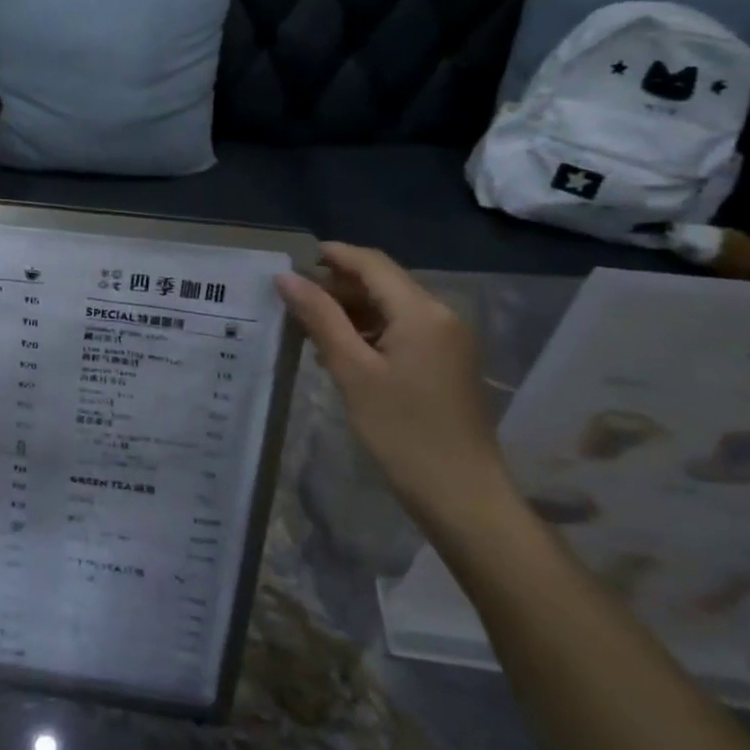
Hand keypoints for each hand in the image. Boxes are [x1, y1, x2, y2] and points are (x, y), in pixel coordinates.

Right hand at [277, 243, 512, 530]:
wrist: (462, 495)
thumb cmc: (402, 431)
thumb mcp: (352, 371)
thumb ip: (320, 318)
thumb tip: (286, 277)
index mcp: (422, 311)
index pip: (372, 264)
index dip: (332, 255)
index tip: (292, 259)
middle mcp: (441, 315)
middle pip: (382, 283)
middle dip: (337, 286)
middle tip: (292, 300)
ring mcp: (448, 340)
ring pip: (391, 308)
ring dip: (350, 311)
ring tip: (307, 327)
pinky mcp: (446, 363)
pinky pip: (402, 331)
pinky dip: (369, 332)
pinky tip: (339, 351)